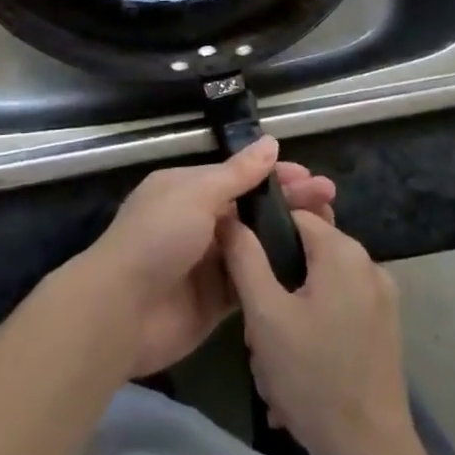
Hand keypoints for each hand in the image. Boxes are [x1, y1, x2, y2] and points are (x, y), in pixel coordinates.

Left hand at [77, 138, 335, 379]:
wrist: (123, 310)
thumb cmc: (157, 238)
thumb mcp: (196, 195)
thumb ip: (236, 174)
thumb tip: (270, 143)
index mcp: (188, 188)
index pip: (240, 175)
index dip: (275, 175)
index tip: (312, 178)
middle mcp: (200, 220)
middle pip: (252, 208)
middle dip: (289, 204)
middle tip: (331, 203)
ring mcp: (209, 261)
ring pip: (256, 244)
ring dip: (288, 237)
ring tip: (330, 235)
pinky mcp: (217, 301)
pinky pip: (252, 282)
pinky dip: (275, 274)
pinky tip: (309, 273)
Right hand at [220, 209, 411, 454]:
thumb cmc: (313, 377)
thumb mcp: (265, 315)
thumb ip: (244, 258)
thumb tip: (228, 217)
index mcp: (343, 251)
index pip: (293, 216)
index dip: (262, 236)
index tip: (242, 269)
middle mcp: (368, 264)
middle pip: (306, 253)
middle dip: (276, 284)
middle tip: (257, 326)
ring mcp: (382, 299)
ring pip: (319, 285)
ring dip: (291, 312)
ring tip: (273, 356)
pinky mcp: (384, 329)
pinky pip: (337, 309)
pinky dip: (314, 328)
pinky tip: (297, 368)